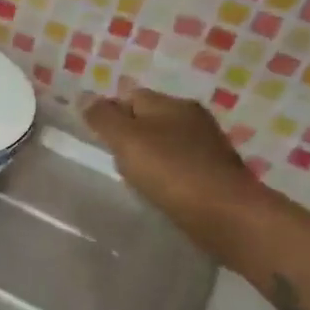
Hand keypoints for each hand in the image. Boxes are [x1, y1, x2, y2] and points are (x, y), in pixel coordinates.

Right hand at [83, 87, 263, 246]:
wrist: (225, 213)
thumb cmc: (170, 171)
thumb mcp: (127, 140)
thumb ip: (103, 118)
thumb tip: (85, 97)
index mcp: (172, 104)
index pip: (132, 96)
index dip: (110, 112)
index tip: (96, 137)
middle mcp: (193, 118)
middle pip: (151, 118)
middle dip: (130, 133)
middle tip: (113, 158)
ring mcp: (207, 146)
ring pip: (167, 142)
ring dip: (149, 155)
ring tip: (134, 177)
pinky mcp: (215, 173)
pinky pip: (181, 165)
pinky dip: (166, 173)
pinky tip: (159, 190)